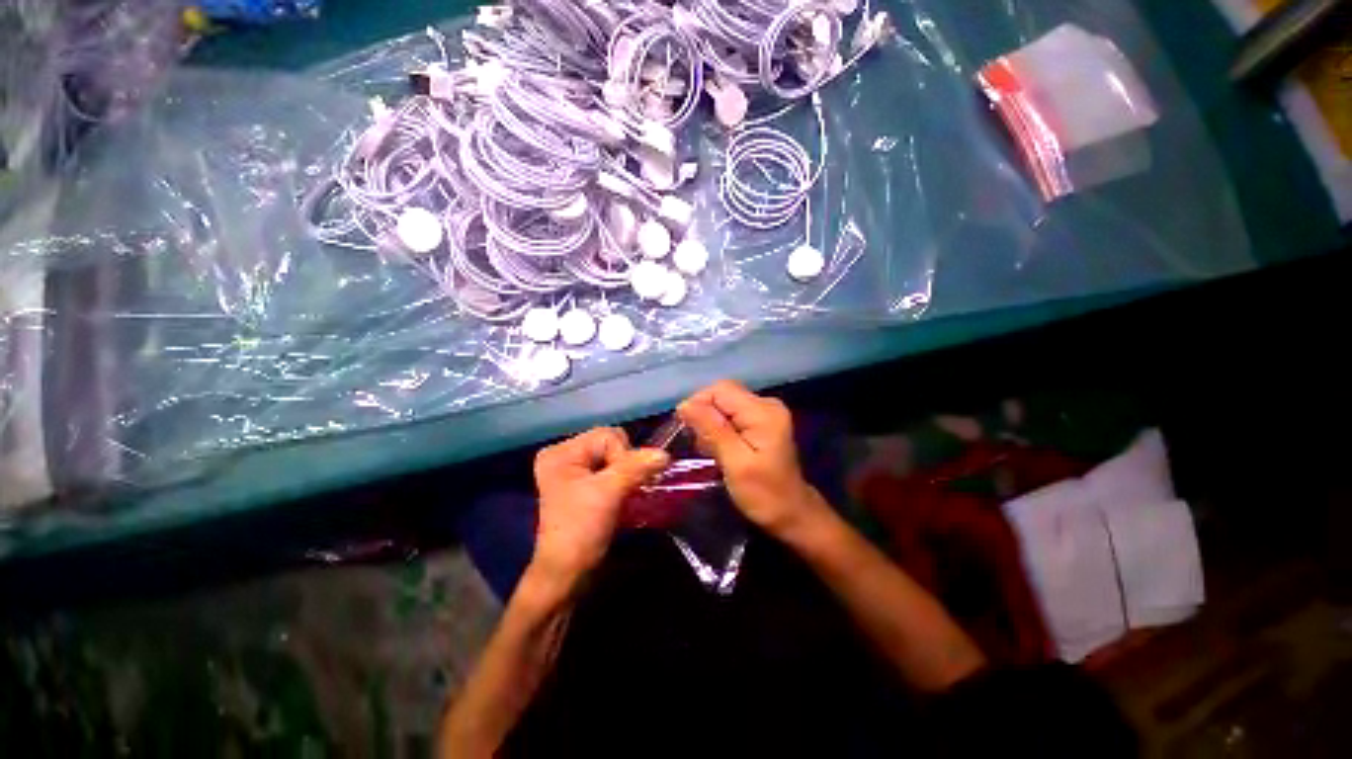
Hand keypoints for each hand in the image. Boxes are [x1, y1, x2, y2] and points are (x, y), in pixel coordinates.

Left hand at [530, 427, 669, 588]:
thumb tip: (665, 453)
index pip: (606, 435)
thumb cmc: (580, 530)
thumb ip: (637, 468)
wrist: (567, 575)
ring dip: (628, 473)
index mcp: (561, 452)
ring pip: (616, 458)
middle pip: (611, 443)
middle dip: (626, 464)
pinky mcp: (586, 486)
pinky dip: (625, 480)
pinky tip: (627, 494)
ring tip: (627, 494)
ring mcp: (575, 472)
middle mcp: (566, 456)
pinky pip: (613, 471)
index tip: (621, 484)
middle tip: (623, 489)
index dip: (623, 455)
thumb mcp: (608, 493)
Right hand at [677, 381, 825, 538]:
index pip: (720, 390)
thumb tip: (685, 405)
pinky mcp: (761, 421)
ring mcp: (765, 411)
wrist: (792, 513)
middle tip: (699, 444)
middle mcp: (766, 403)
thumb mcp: (735, 463)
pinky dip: (719, 428)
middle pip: (723, 394)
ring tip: (709, 450)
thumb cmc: (764, 494)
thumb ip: (712, 430)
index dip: (698, 403)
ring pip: (725, 404)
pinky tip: (718, 448)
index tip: (686, 430)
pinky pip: (732, 414)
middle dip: (704, 414)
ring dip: (710, 423)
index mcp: (763, 411)